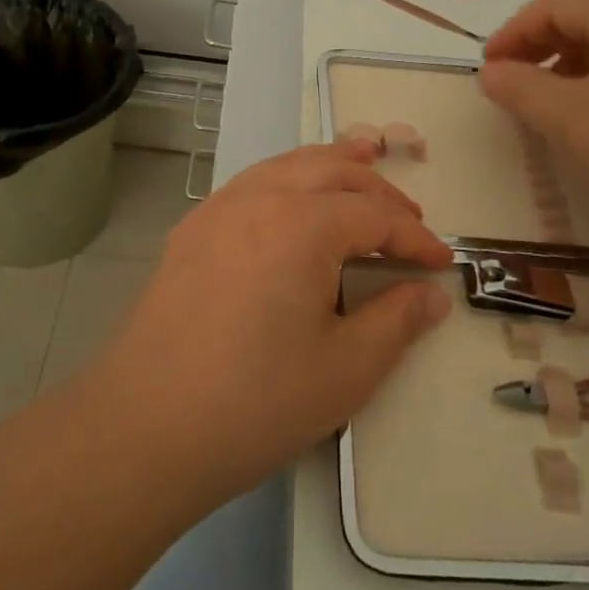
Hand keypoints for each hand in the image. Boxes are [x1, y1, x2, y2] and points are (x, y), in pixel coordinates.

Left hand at [89, 141, 453, 497]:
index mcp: (302, 224)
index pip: (374, 215)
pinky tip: (292, 203)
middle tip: (408, 217)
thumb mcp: (346, 369)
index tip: (442, 260)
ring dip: (329, 165)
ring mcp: (218, 209)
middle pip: (331, 170)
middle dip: (377, 188)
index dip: (414, 237)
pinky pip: (251, 183)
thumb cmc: (256, 402)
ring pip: (286, 165)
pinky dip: (287, 178)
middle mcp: (259, 198)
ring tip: (360, 162)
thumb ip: (397, 322)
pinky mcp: (192, 230)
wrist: (146, 427)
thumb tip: (431, 294)